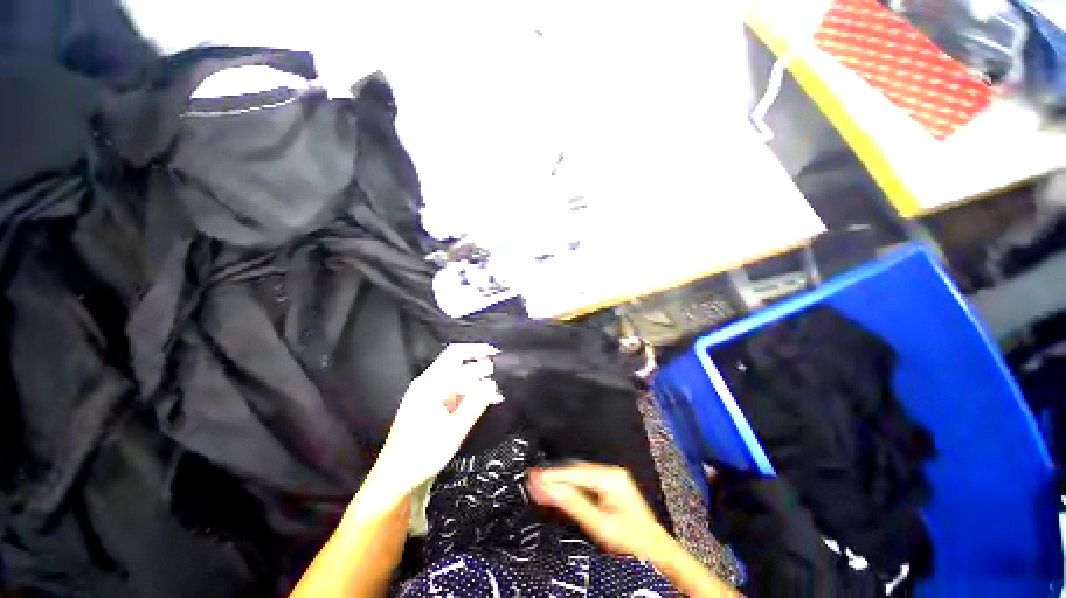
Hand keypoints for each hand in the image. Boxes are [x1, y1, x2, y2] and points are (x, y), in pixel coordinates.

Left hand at [372, 343, 502, 497]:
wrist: (396, 478)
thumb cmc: (420, 456)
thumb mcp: (453, 431)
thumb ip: (474, 404)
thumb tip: (491, 384)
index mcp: (429, 386)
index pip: (457, 358)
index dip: (479, 355)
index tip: (497, 358)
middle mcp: (426, 384)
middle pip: (454, 360)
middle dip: (477, 360)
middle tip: (497, 367)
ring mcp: (426, 394)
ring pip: (455, 375)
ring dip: (475, 378)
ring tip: (494, 389)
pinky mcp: (428, 405)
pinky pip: (452, 388)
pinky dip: (468, 390)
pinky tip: (480, 399)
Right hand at [526, 462, 673, 561]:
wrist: (656, 553)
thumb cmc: (634, 543)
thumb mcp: (601, 526)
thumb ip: (575, 505)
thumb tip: (550, 489)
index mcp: (611, 477)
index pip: (574, 472)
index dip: (552, 475)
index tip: (533, 477)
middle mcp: (611, 473)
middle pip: (575, 471)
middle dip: (554, 477)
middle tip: (532, 482)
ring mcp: (611, 480)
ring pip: (578, 476)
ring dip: (560, 482)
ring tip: (540, 485)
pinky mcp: (609, 488)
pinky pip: (584, 483)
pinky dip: (569, 488)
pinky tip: (558, 492)